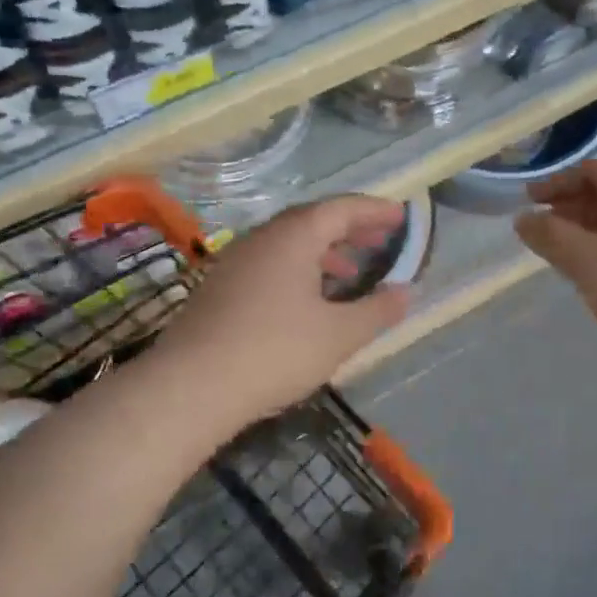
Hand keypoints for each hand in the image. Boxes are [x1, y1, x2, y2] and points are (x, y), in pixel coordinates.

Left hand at [153, 196, 411, 422]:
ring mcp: (235, 263)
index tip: (400, 216)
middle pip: (312, 221)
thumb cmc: (275, 352)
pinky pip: (269, 264)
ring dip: (324, 251)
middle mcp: (261, 239)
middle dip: (350, 229)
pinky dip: (299, 269)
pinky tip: (308, 301)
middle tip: (381, 241)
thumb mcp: (340, 335)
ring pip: (288, 244)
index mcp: (293, 237)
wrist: (190, 387)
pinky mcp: (219, 289)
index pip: (340, 208)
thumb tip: (406, 292)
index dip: (373, 211)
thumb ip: (378, 310)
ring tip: (350, 272)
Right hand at [514, 161, 596, 402]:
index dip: (557, 183)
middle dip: (571, 211)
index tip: (526, 203)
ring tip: (556, 258)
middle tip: (536, 234)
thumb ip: (555, 238)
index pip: (596, 171)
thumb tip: (523, 220)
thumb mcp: (596, 265)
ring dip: (587, 237)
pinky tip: (592, 280)